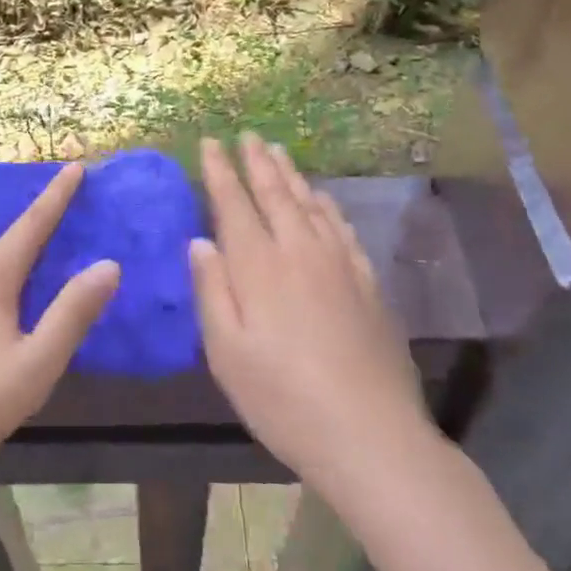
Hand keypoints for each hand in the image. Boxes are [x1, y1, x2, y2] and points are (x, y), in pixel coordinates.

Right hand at [191, 134, 438, 502]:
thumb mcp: (227, 353)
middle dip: (257, 162)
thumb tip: (199, 241)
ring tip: (278, 151)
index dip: (221, 171)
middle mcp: (298, 252)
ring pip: (309, 204)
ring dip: (291, 175)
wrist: (370, 435)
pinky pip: (342, 228)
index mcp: (258, 267)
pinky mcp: (367, 283)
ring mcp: (338, 264)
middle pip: (274, 194)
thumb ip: (211, 291)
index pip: (234, 204)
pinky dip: (327, 206)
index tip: (211, 143)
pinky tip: (322, 199)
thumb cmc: (283, 399)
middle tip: (247, 135)